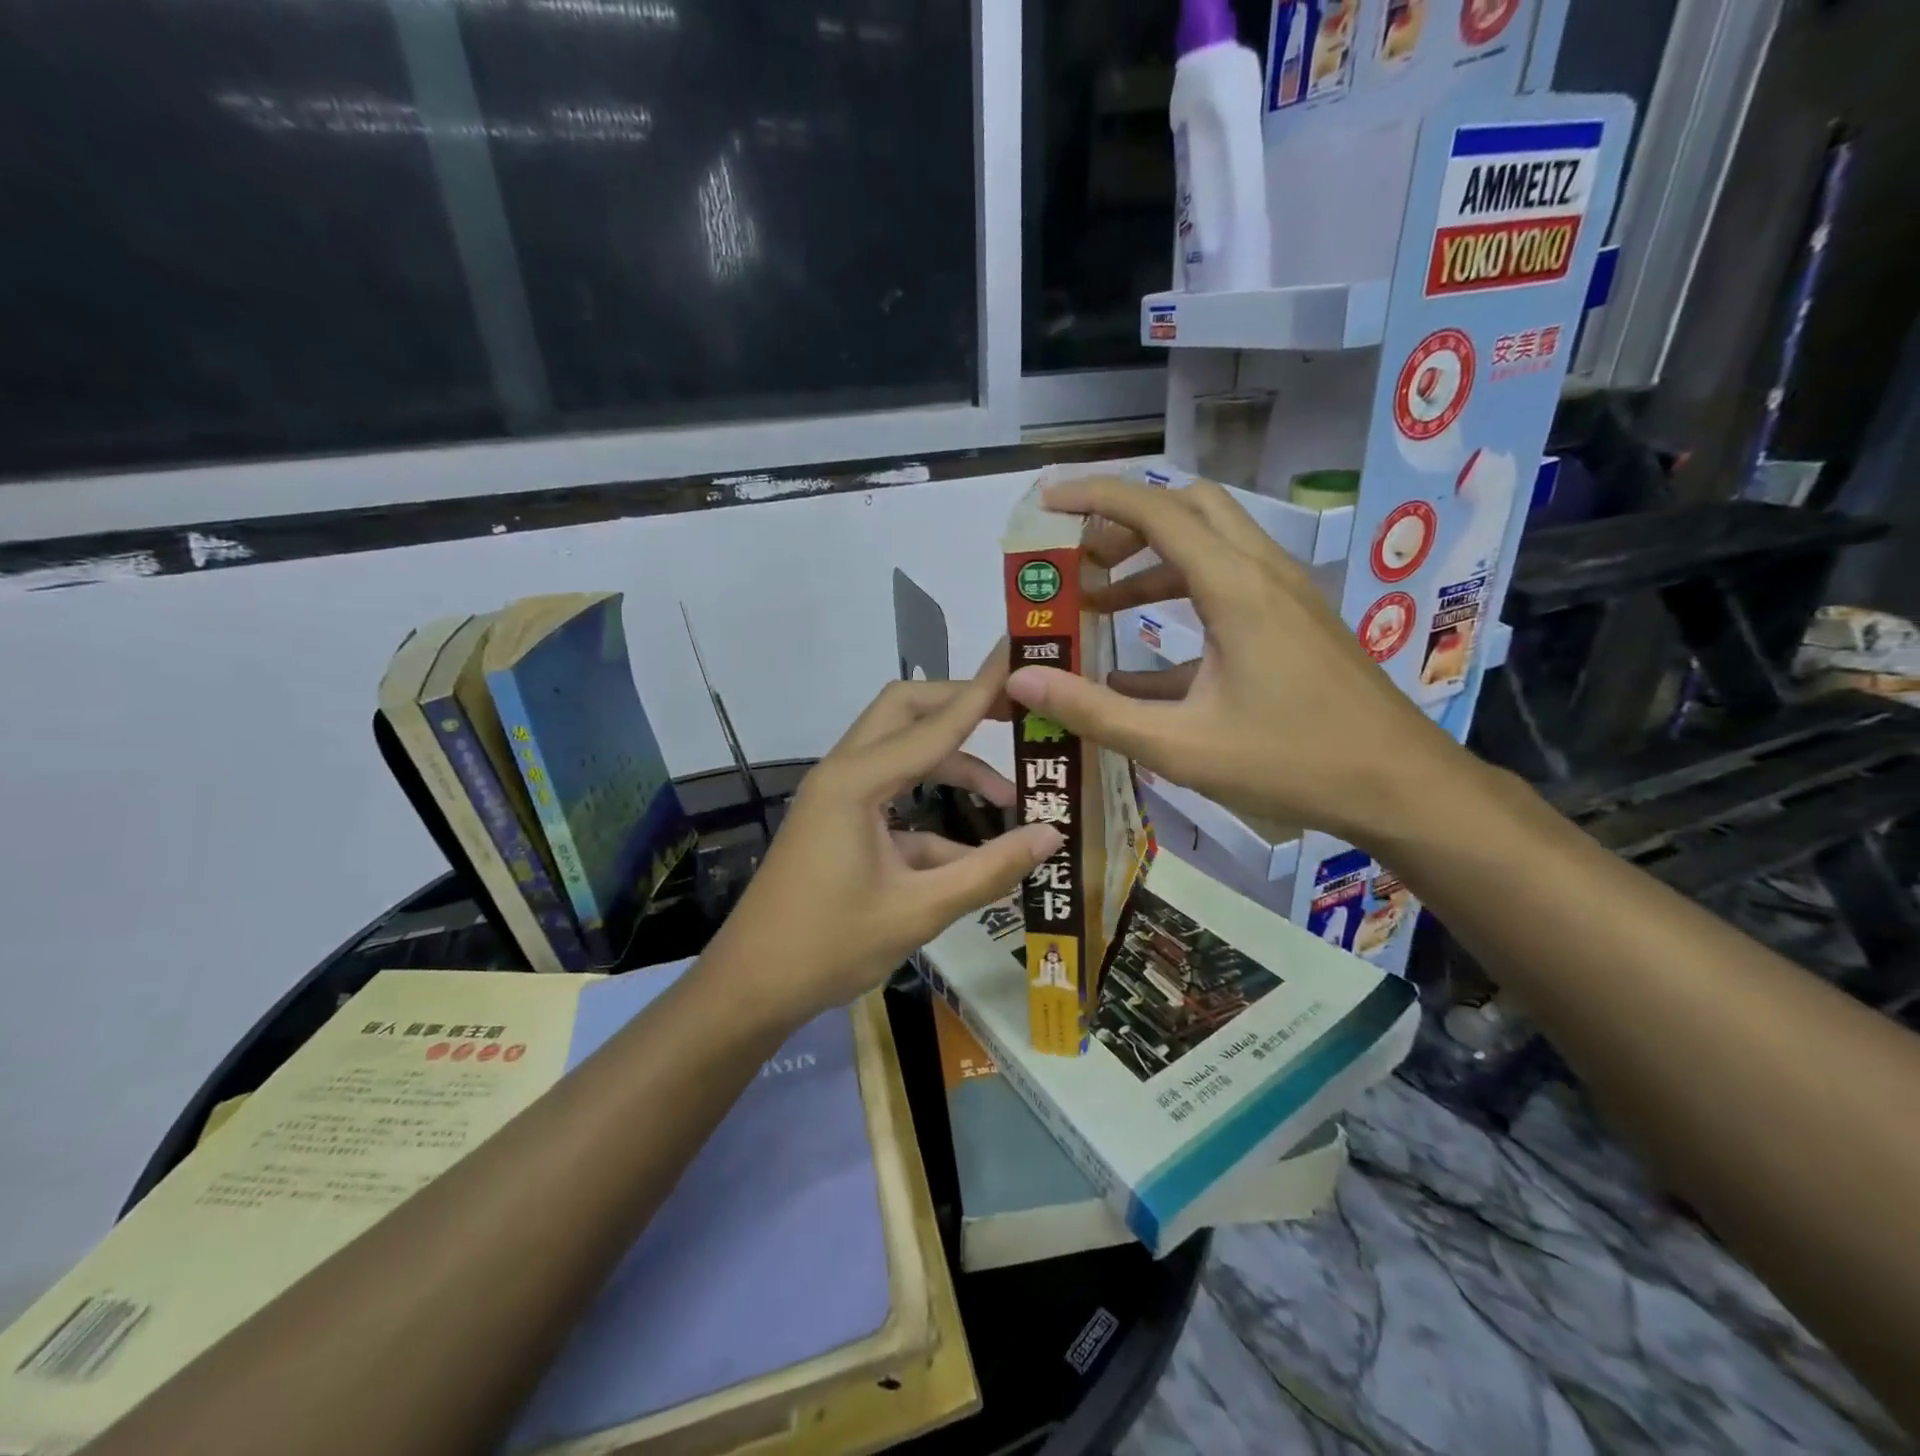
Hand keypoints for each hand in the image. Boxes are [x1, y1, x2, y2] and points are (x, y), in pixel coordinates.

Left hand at [705, 649, 1061, 1024]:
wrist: (750, 988)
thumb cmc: (829, 947)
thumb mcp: (918, 910)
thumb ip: (989, 870)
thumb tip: (1052, 836)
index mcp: (857, 781)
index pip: (936, 721)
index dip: (983, 688)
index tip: (1017, 651)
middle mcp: (845, 773)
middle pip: (907, 712)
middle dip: (960, 706)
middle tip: (1015, 713)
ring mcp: (837, 796)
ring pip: (901, 753)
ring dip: (953, 765)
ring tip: (1010, 798)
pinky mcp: (838, 821)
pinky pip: (893, 797)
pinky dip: (932, 812)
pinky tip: (968, 852)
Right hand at [1004, 476, 1469, 849]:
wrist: (1401, 787)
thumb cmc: (1291, 764)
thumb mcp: (1179, 746)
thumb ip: (1096, 711)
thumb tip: (1021, 680)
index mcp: (1235, 588)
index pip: (1156, 510)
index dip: (1096, 498)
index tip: (1047, 503)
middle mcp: (1262, 573)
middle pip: (1188, 509)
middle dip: (1125, 523)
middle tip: (1078, 559)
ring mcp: (1285, 595)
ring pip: (1209, 545)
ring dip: (1150, 562)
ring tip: (1097, 603)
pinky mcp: (1294, 622)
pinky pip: (1228, 588)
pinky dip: (1180, 601)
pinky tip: (1143, 664)